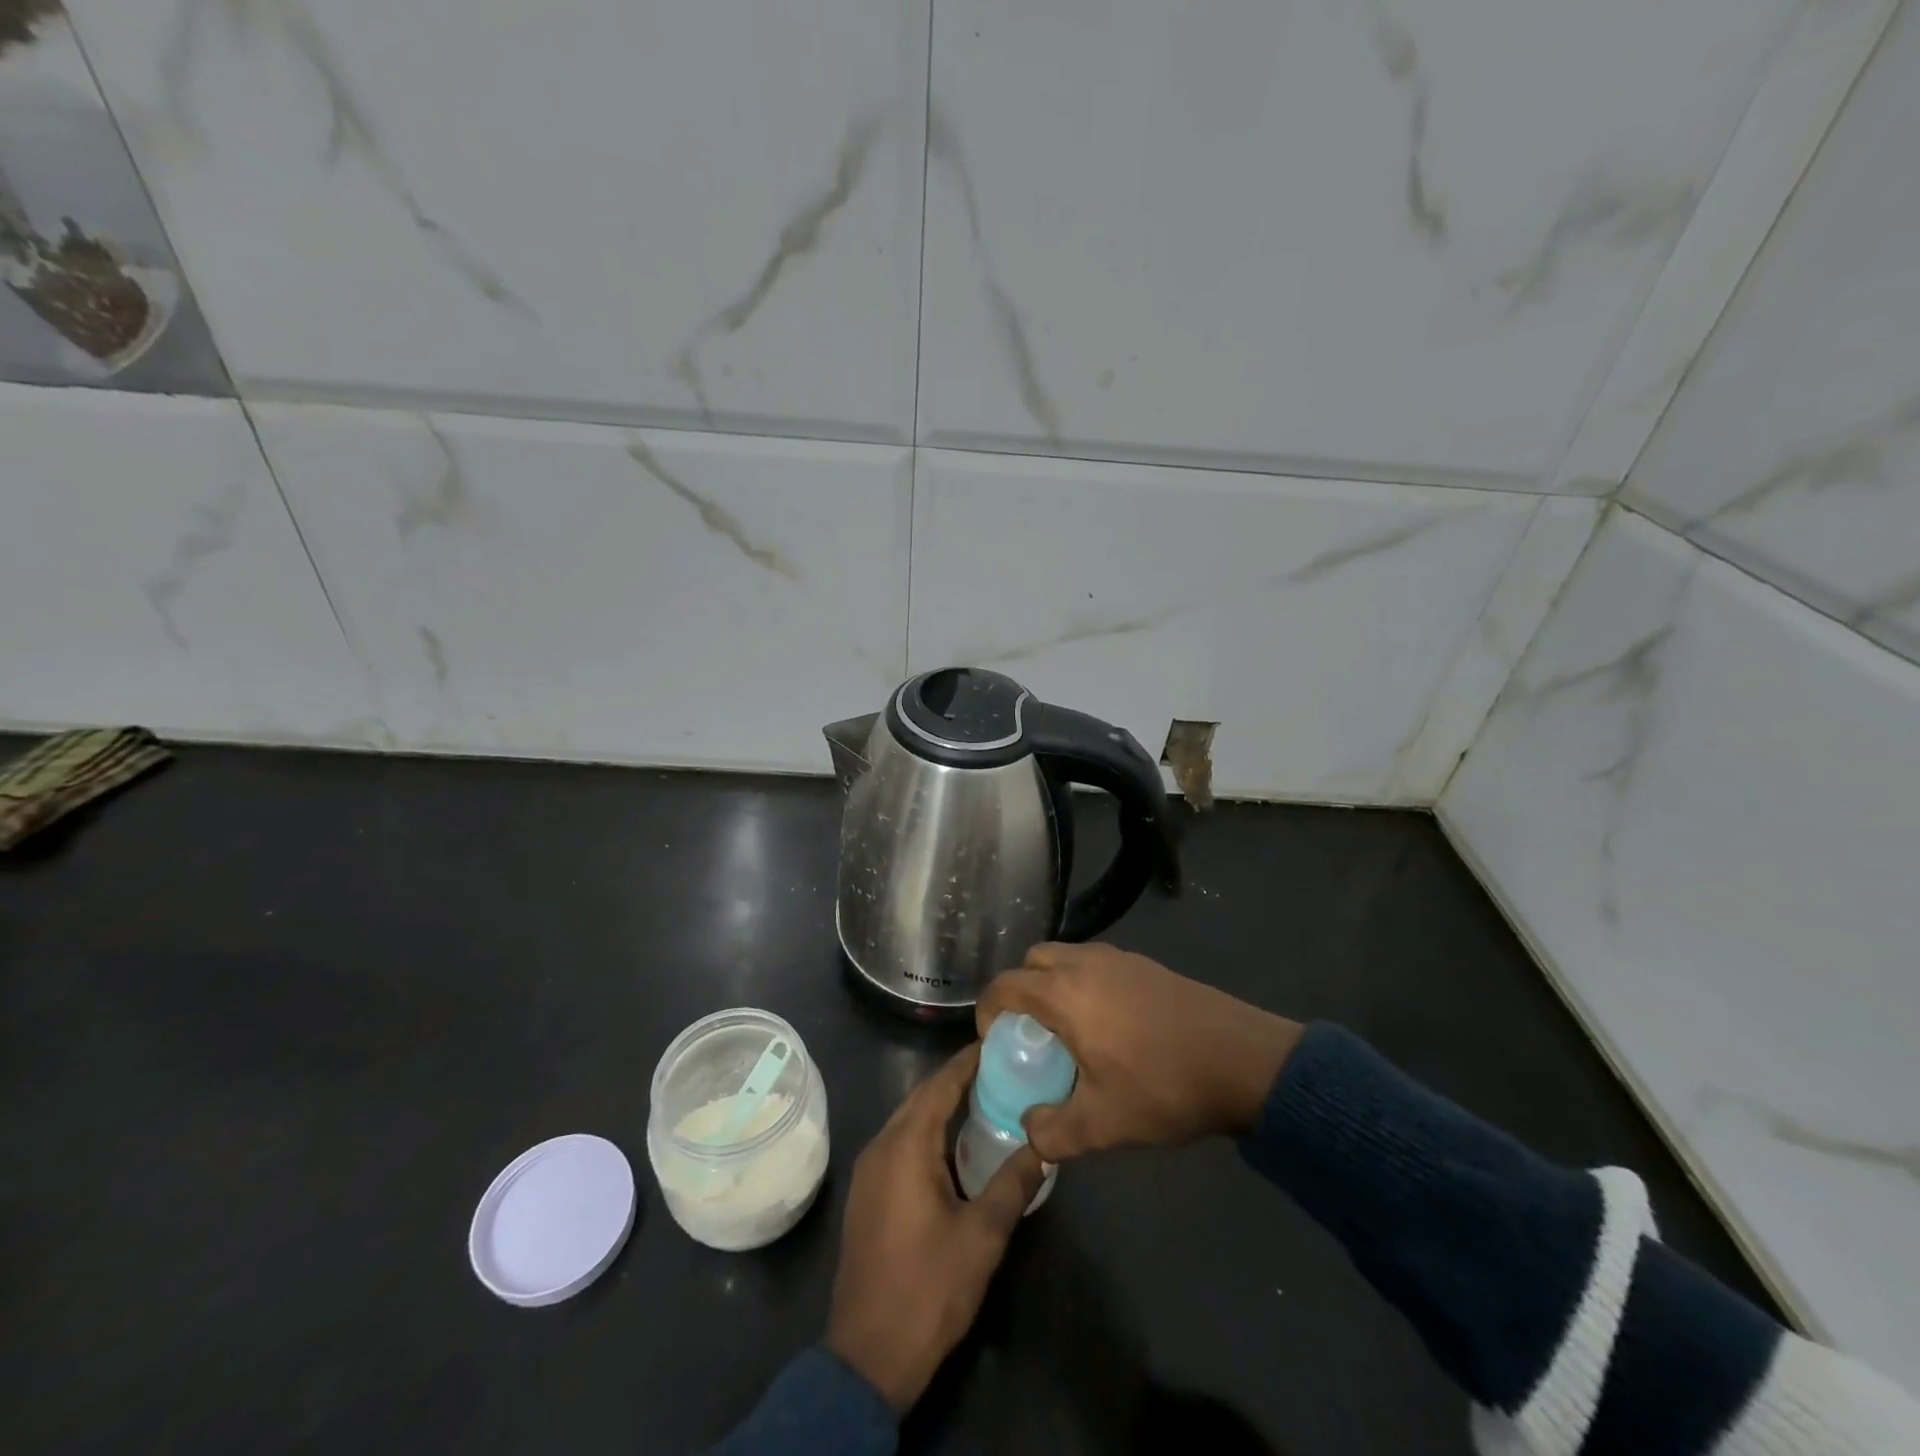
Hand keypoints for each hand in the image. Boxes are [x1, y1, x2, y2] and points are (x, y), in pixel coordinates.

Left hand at [825, 1044, 1046, 1412]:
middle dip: (957, 1078)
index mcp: (906, 1145)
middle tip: (999, 1068)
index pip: (941, 1085)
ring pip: (908, 1118)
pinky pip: (900, 1141)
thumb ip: (1012, 1184)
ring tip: (983, 1097)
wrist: (867, 1356)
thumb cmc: (928, 1288)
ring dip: (941, 1104)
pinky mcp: (868, 1192)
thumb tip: (1043, 1146)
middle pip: (922, 1096)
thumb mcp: (982, 1236)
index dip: (968, 1061)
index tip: (997, 1041)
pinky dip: (927, 1129)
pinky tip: (953, 1143)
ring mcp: (869, 1169)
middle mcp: (882, 1145)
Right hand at [976, 943, 1302, 1161]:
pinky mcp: (1146, 964)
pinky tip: (1109, 1024)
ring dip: (1053, 983)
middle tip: (1030, 1032)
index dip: (988, 1010)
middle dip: (1020, 990)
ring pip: (1066, 956)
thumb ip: (1054, 1132)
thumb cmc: (1163, 1086)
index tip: (994, 1041)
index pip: (1005, 986)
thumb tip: (1030, 1131)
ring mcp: (1119, 959)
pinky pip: (1096, 963)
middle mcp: (1085, 964)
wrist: (1242, 1060)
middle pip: (1033, 961)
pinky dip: (1084, 982)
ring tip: (1069, 1029)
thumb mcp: (1103, 1125)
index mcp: (1064, 993)